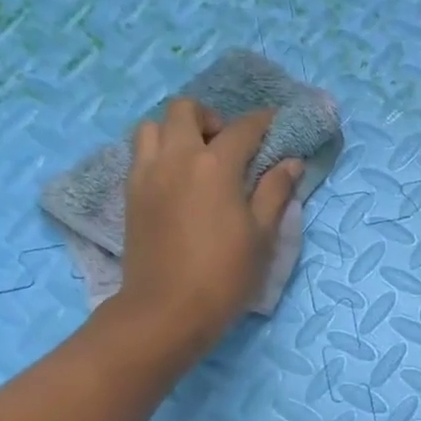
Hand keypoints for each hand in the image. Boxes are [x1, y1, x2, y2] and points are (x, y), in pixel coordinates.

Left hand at [110, 99, 301, 366]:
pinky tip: (180, 182)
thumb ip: (275, 192)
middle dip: (212, 119)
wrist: (168, 310)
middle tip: (231, 147)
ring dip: (178, 132)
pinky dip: (161, 153)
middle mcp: (176, 158)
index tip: (278, 122)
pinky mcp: (131, 194)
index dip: (264, 121)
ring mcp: (146, 174)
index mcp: (214, 166)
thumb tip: (290, 162)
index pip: (243, 128)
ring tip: (199, 161)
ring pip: (153, 127)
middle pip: (186, 110)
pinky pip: (141, 154)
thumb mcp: (262, 235)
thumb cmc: (226, 274)